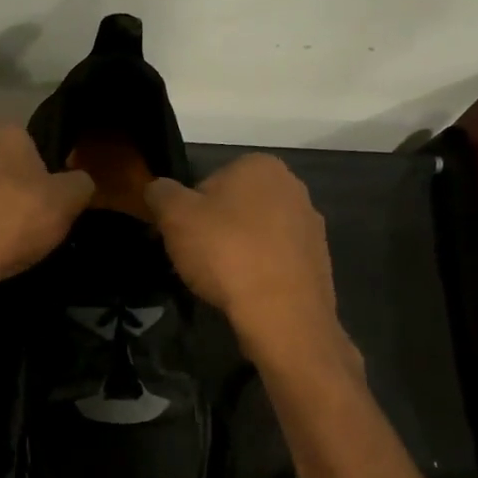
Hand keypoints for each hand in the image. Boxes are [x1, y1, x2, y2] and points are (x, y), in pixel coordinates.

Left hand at [0, 124, 94, 300]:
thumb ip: (80, 184)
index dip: (46, 179)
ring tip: (1, 245)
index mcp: (5, 130)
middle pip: (4, 169)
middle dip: (15, 193)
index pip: (35, 148)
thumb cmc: (13, 221)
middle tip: (28, 227)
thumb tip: (79, 181)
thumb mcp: (67, 202)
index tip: (49, 208)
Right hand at [145, 154, 357, 370]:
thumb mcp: (174, 216)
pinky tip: (245, 291)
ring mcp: (310, 224)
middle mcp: (293, 186)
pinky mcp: (319, 260)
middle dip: (215, 229)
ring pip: (257, 234)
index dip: (188, 211)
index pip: (208, 181)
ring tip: (221, 281)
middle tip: (196, 259)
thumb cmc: (225, 252)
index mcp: (259, 165)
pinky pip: (276, 260)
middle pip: (235, 207)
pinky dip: (259, 271)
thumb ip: (161, 193)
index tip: (180, 237)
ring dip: (238, 250)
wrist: (282, 312)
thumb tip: (158, 188)